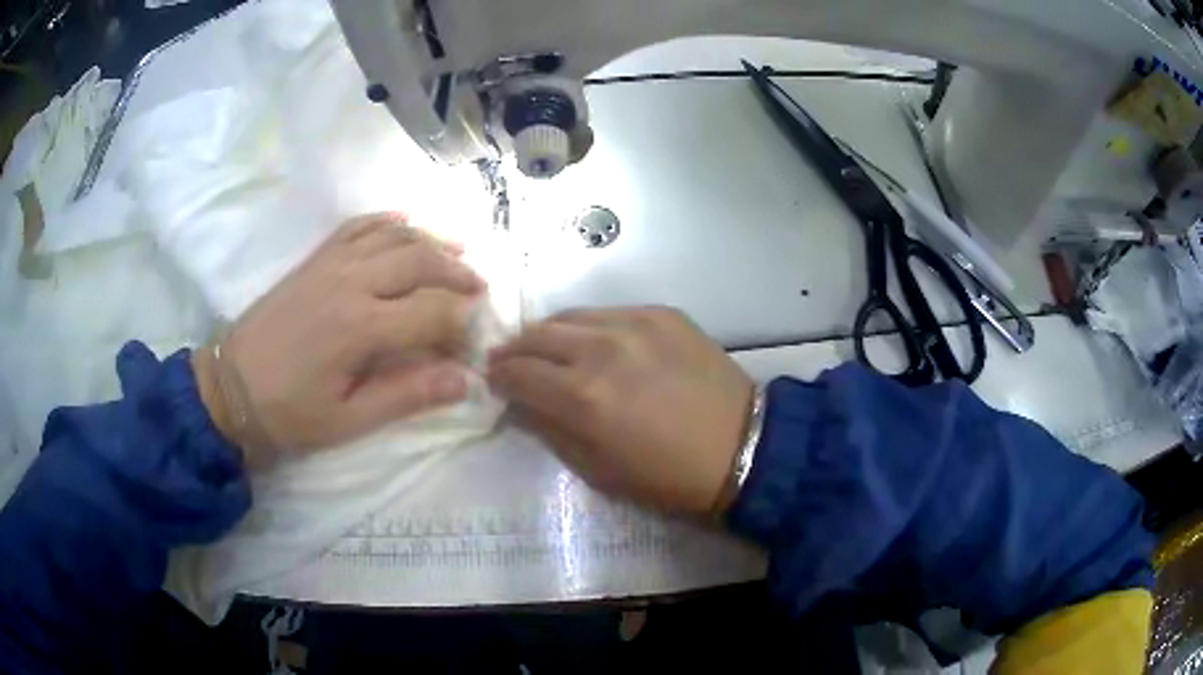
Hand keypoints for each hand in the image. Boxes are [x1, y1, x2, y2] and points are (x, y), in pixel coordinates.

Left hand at [192, 213, 484, 466]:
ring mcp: (330, 263)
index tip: (474, 338)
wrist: (230, 388)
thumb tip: (463, 380)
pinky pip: (357, 226)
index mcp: (360, 327)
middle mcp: (350, 282)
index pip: (432, 311)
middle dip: (457, 273)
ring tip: (456, 253)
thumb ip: (407, 396)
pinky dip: (387, 220)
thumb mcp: (348, 419)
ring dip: (430, 242)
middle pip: (419, 261)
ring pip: (394, 236)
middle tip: (479, 288)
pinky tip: (406, 221)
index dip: (461, 322)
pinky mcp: (314, 260)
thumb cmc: (289, 413)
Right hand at [487, 307, 754, 516]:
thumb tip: (520, 404)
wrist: (741, 447)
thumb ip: (550, 430)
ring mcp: (634, 323)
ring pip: (570, 315)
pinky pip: (610, 311)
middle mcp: (601, 348)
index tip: (495, 382)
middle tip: (513, 364)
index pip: (516, 373)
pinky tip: (599, 344)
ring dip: (550, 334)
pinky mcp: (662, 313)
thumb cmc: (666, 476)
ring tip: (550, 350)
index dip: (498, 378)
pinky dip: (592, 327)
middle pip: (536, 335)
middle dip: (516, 350)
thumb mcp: (597, 470)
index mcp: (581, 395)